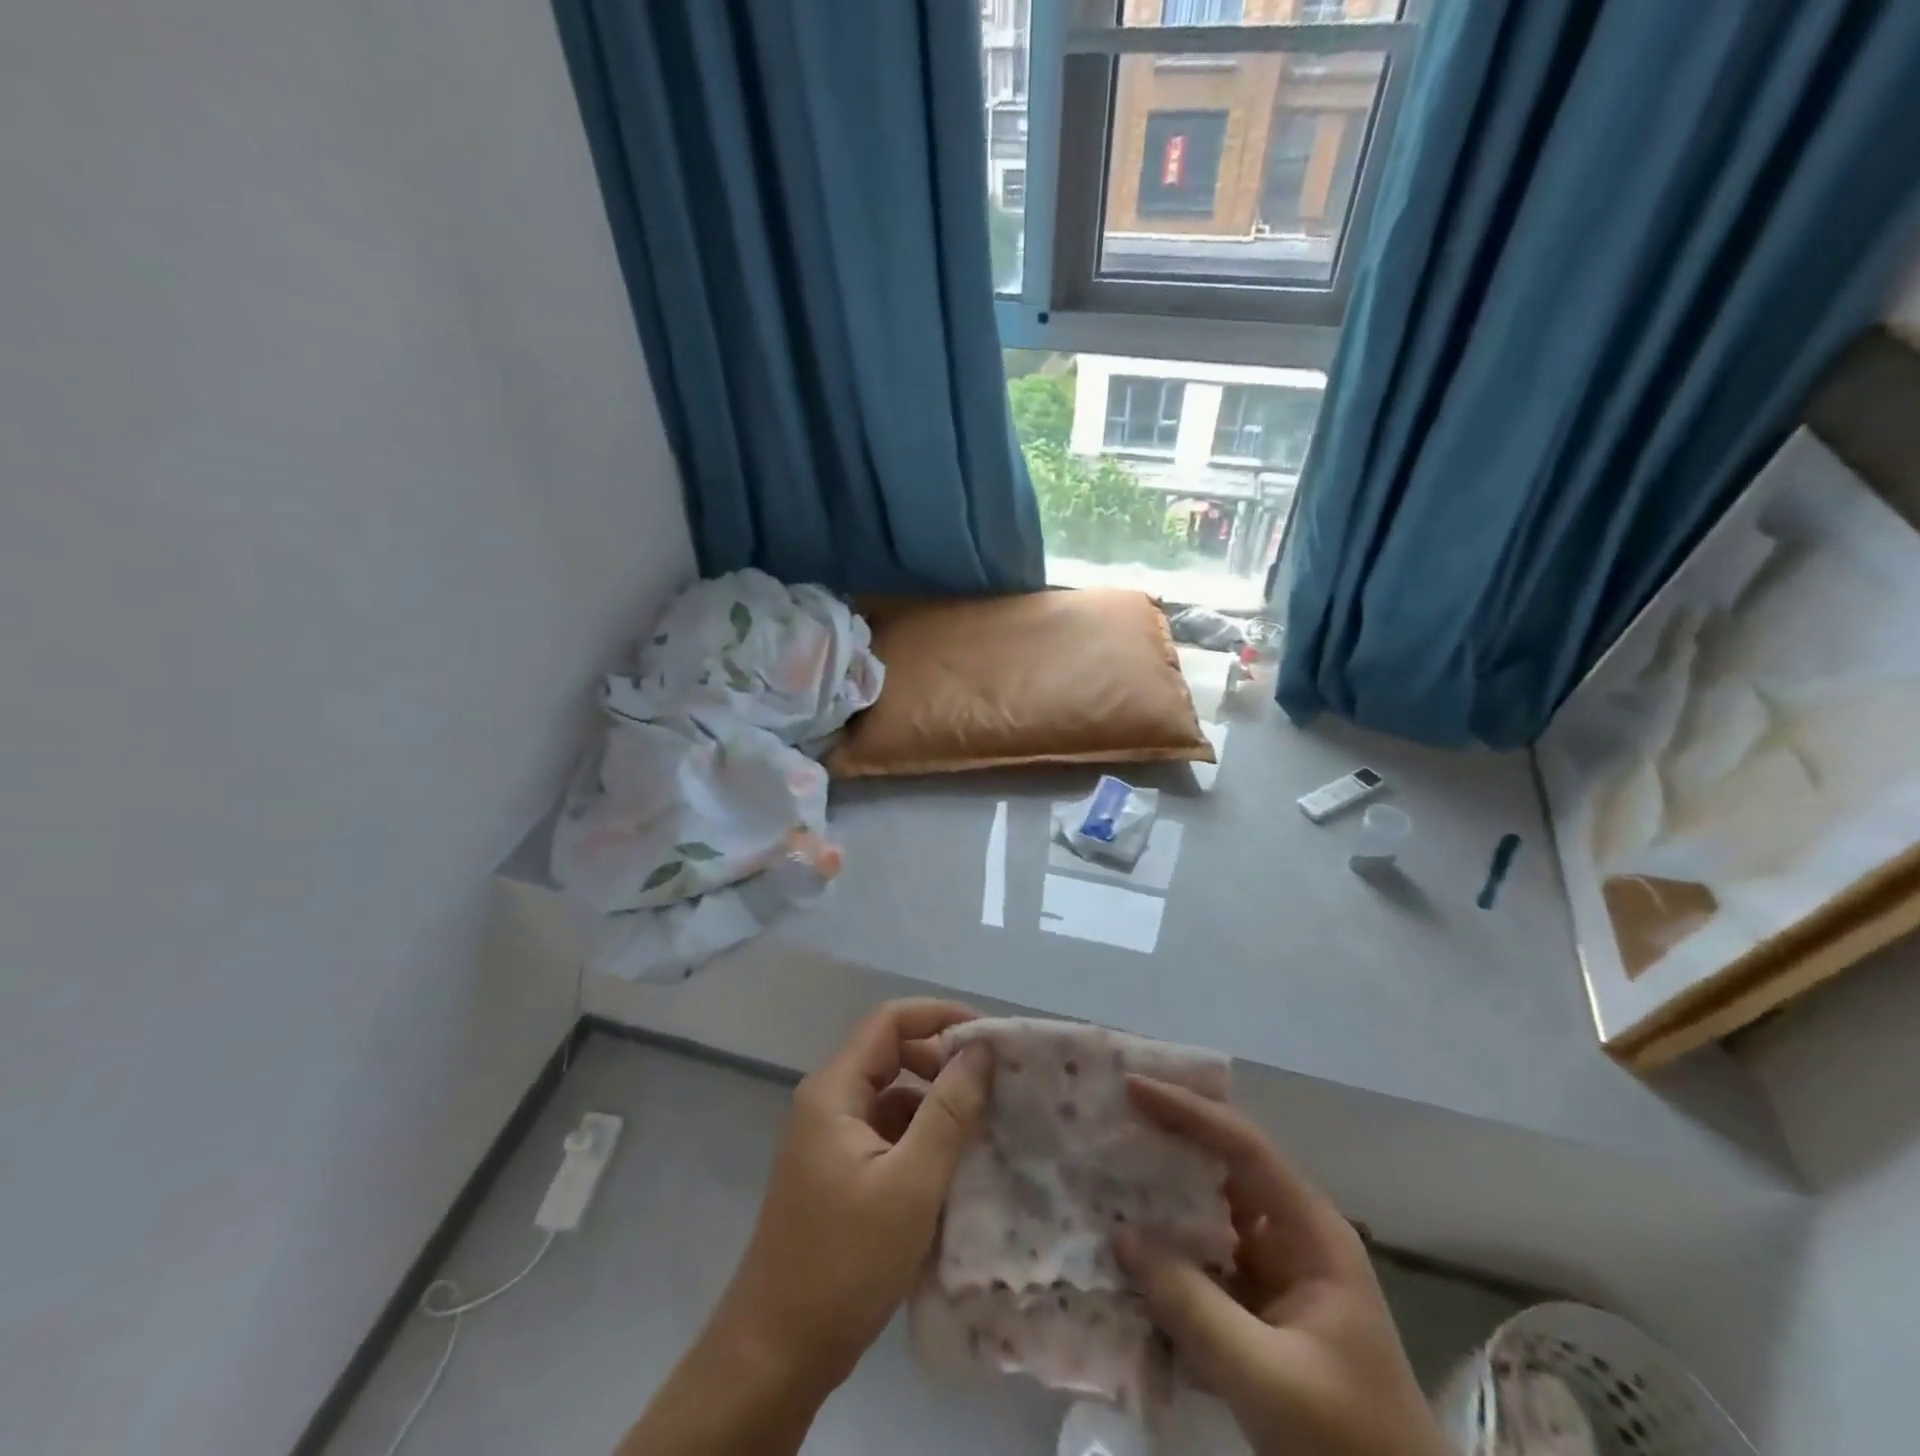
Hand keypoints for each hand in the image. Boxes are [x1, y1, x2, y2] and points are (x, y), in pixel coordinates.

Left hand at [710, 998, 994, 1401]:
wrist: (775, 1356)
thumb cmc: (844, 1262)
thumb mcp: (911, 1184)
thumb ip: (949, 1111)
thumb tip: (981, 1048)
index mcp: (835, 1091)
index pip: (890, 1021)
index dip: (939, 1016)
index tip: (988, 1038)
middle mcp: (828, 1103)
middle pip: (891, 1054)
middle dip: (942, 1061)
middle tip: (992, 1085)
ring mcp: (830, 1140)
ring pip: (891, 1097)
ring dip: (935, 1103)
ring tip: (984, 1125)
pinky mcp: (838, 1174)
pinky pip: (886, 1133)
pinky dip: (920, 1138)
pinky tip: (953, 1166)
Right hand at [1113, 1079, 1450, 1455]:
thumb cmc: (1346, 1437)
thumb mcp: (1266, 1376)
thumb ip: (1190, 1304)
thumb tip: (1119, 1234)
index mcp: (1310, 1230)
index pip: (1242, 1145)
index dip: (1188, 1111)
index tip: (1132, 1089)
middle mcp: (1291, 1236)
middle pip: (1221, 1168)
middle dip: (1167, 1144)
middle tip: (1109, 1123)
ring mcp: (1275, 1274)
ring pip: (1207, 1216)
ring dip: (1159, 1202)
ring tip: (1103, 1178)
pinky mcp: (1259, 1312)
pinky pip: (1203, 1265)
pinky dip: (1166, 1257)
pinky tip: (1124, 1258)